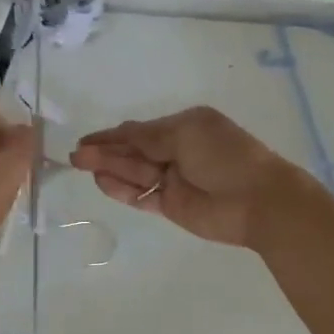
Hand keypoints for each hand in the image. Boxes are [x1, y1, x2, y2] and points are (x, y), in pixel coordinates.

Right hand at [70, 107, 306, 247]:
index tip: (86, 139)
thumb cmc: (225, 156)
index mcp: (185, 127)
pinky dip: (123, 190)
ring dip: (110, 169)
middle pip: (134, 151)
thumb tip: (121, 136)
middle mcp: (177, 151)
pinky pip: (142, 196)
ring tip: (82, 165)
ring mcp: (174, 180)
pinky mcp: (172, 206)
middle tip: (77, 155)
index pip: (141, 130)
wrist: (257, 200)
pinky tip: (102, 183)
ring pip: (135, 173)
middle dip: (106, 151)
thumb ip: (149, 138)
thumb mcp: (185, 134)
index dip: (113, 135)